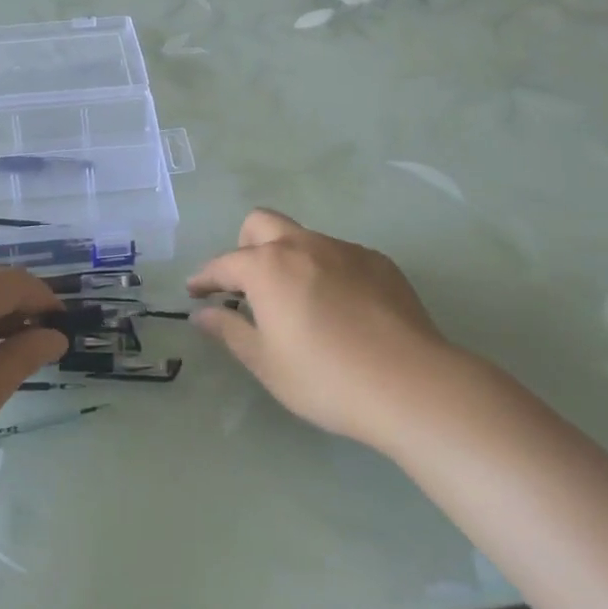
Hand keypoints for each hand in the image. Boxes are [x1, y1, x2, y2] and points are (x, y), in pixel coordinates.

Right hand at [189, 209, 454, 453]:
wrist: (411, 384)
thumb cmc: (326, 378)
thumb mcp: (267, 363)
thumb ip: (230, 331)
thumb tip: (203, 314)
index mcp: (268, 266)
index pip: (224, 264)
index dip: (206, 278)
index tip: (196, 293)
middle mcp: (303, 245)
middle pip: (261, 224)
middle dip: (245, 248)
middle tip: (248, 286)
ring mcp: (344, 249)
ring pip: (303, 238)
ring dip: (288, 259)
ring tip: (298, 302)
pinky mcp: (378, 262)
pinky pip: (339, 255)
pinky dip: (326, 271)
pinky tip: (341, 309)